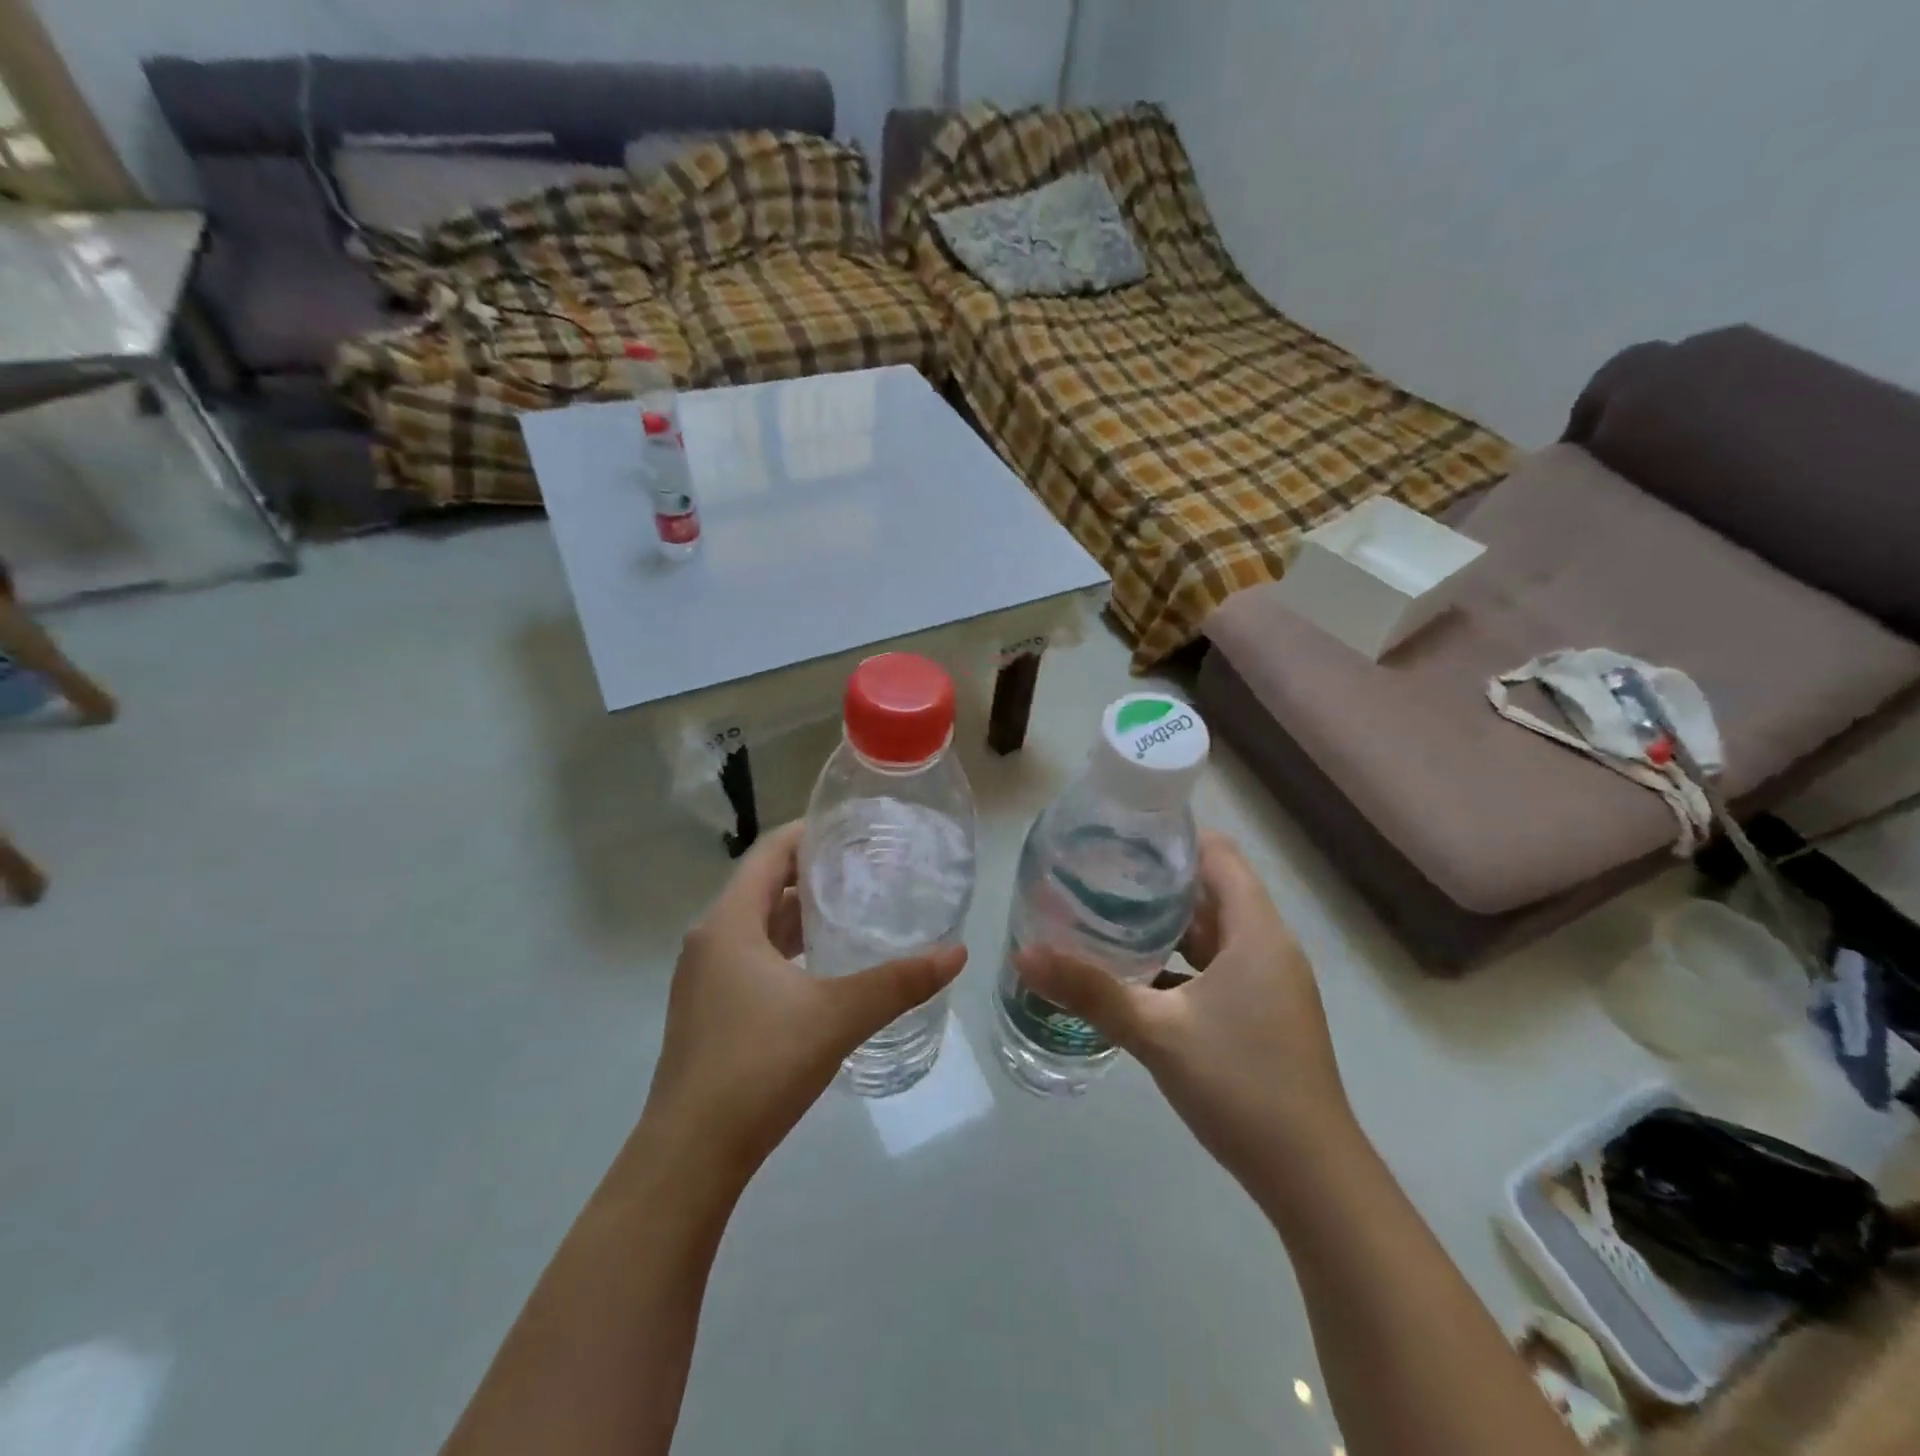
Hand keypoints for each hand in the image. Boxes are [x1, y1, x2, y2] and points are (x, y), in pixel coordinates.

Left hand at [640, 821, 966, 1195]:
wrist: (690, 1156)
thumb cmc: (758, 1066)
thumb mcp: (836, 1016)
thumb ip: (898, 982)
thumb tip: (957, 952)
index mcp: (729, 923)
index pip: (769, 853)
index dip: (809, 833)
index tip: (853, 828)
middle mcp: (710, 940)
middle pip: (763, 885)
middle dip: (812, 872)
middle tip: (866, 867)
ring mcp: (706, 978)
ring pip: (758, 926)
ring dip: (800, 914)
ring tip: (853, 908)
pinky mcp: (711, 1011)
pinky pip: (753, 958)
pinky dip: (788, 950)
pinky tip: (825, 967)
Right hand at [1015, 830, 1352, 1182]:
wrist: (1311, 1178)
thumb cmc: (1240, 1085)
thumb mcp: (1156, 1032)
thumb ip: (1089, 990)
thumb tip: (1023, 954)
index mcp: (1256, 932)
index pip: (1218, 854)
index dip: (1173, 836)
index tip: (1120, 833)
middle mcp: (1268, 946)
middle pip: (1211, 890)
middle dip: (1156, 879)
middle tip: (1097, 872)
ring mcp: (1268, 983)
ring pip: (1212, 932)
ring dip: (1165, 923)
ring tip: (1106, 914)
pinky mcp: (1262, 1013)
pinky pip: (1216, 967)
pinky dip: (1178, 962)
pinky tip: (1134, 975)